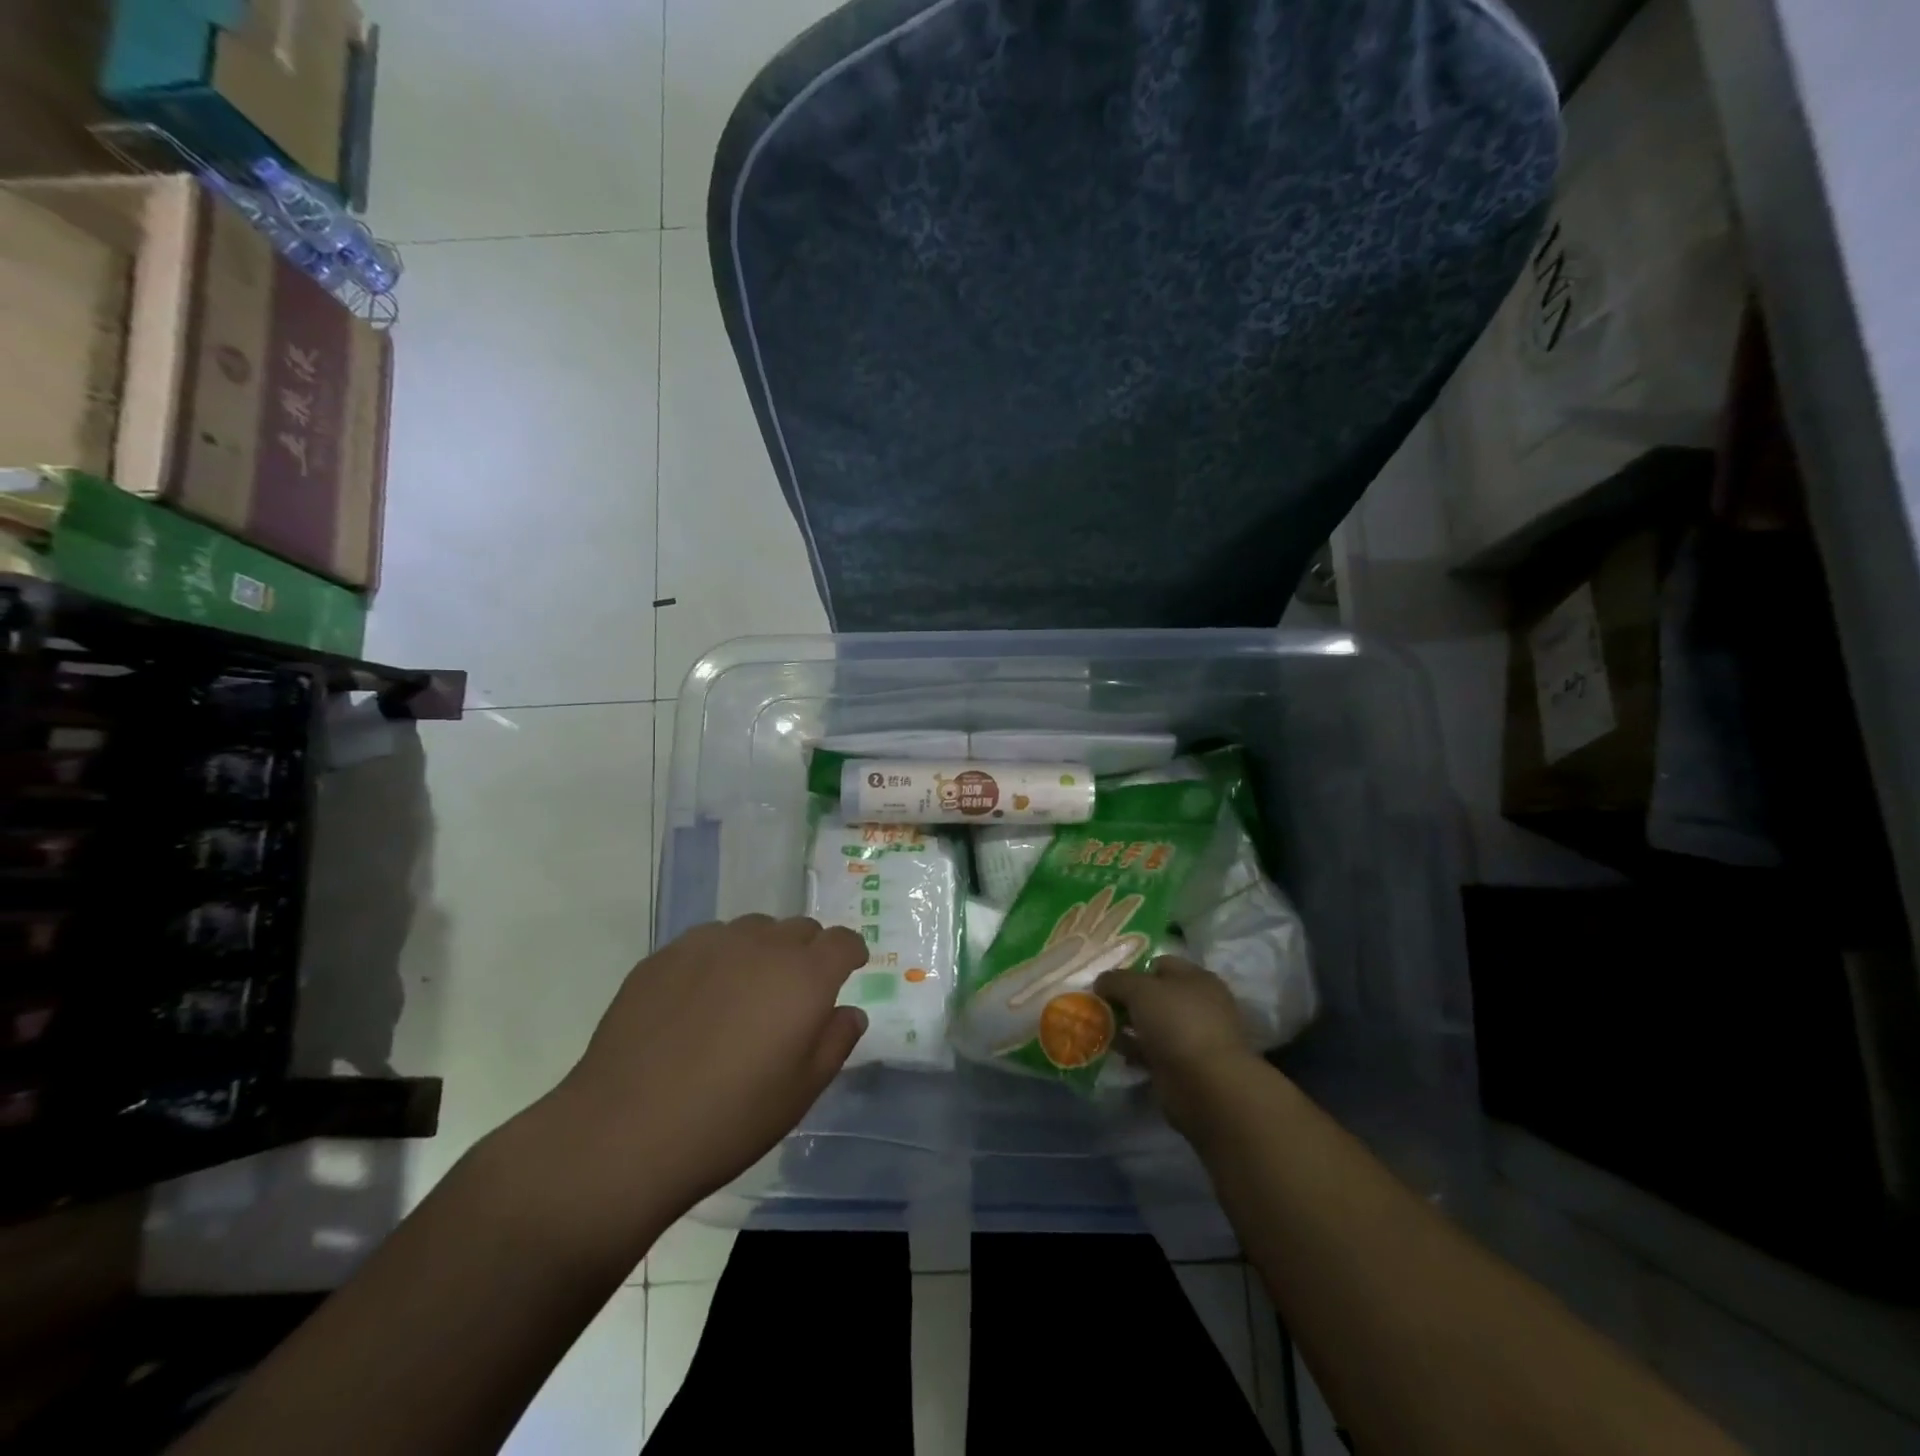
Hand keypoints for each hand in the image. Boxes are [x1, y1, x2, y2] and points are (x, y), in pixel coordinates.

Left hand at [535, 915, 868, 1232]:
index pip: (841, 941)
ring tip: (744, 995)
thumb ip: (835, 1042)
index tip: (847, 970)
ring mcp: (709, 944)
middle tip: (793, 994)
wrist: (624, 1131)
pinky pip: (707, 942)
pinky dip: (717, 959)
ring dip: (762, 951)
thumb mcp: (801, 1092)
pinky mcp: (664, 955)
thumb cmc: (730, 1119)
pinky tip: (698, 1000)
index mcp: (804, 976)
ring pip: (752, 929)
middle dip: (807, 952)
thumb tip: (849, 1012)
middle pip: (799, 928)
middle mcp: (762, 946)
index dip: (849, 954)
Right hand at [1097, 956, 1264, 1131]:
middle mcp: (1198, 1004)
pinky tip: (1114, 1051)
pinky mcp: (1183, 1065)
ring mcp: (1192, 1036)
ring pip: (1151, 1024)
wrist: (1205, 1084)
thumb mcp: (1140, 989)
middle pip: (1154, 995)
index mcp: (1196, 978)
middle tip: (1100, 1005)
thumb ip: (1116, 980)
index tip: (1108, 982)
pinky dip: (1133, 1050)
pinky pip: (1151, 1050)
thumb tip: (1101, 982)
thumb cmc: (1177, 1023)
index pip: (1160, 964)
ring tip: (1100, 1028)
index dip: (1133, 969)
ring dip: (1127, 1026)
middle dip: (1126, 999)